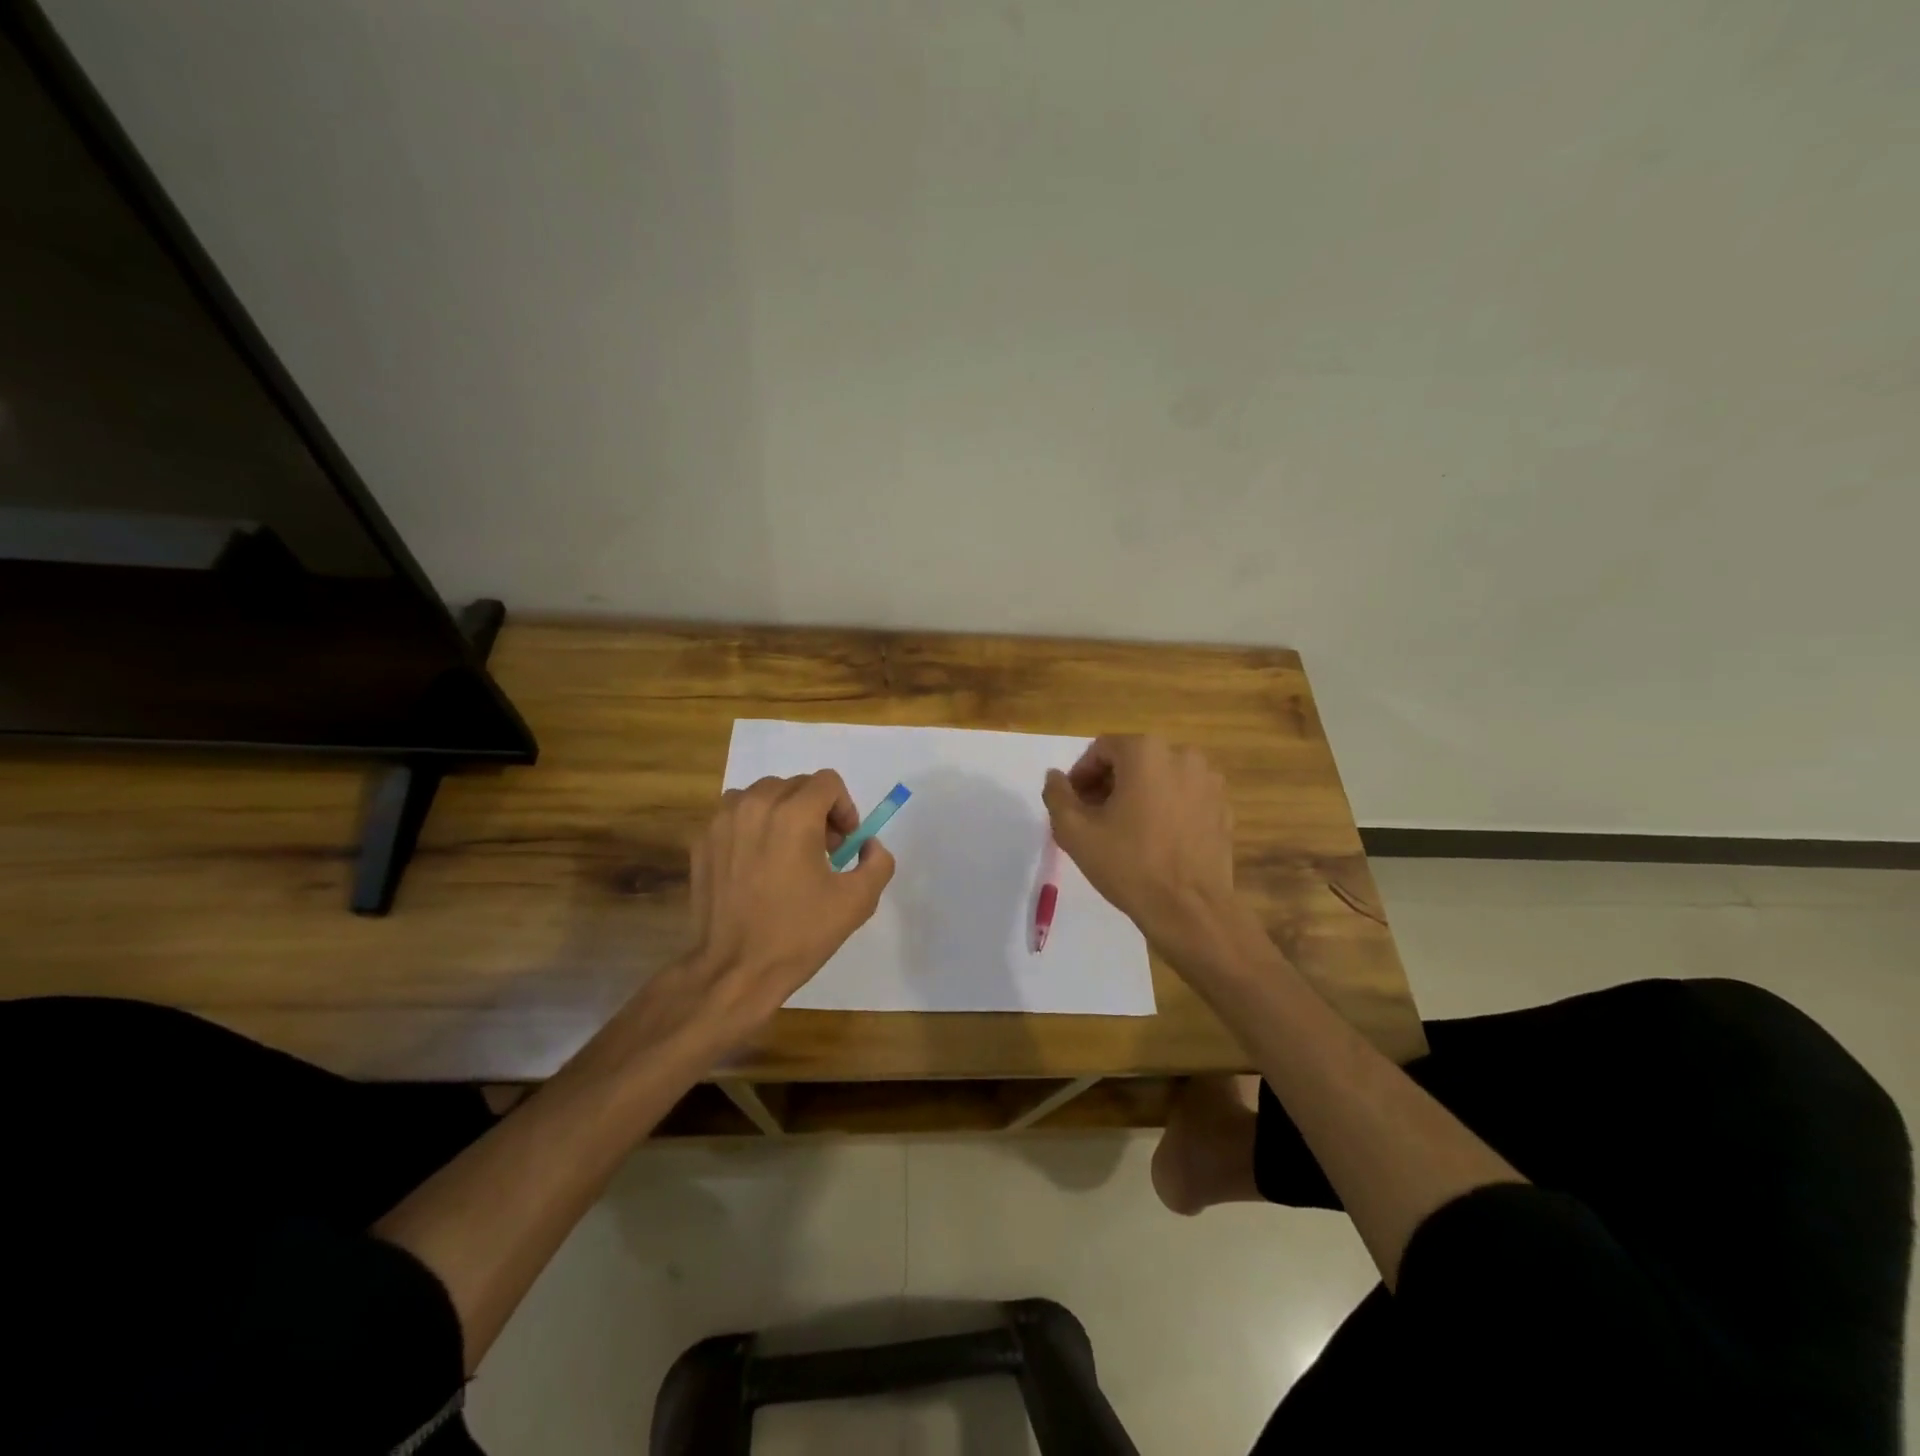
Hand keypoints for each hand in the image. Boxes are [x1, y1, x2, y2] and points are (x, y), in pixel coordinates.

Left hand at [685, 771, 894, 1036]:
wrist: (734, 970)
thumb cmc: (798, 934)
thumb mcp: (857, 901)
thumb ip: (878, 862)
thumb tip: (868, 845)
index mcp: (794, 815)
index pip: (827, 782)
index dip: (844, 808)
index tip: (844, 843)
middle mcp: (755, 805)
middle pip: (796, 785)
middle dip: (816, 810)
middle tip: (822, 852)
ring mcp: (722, 821)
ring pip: (763, 795)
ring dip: (782, 813)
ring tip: (788, 853)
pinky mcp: (702, 840)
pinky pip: (735, 814)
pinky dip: (753, 826)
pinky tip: (757, 864)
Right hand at [1042, 736, 1237, 959]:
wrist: (1190, 909)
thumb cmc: (1129, 864)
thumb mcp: (1075, 831)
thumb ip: (1057, 795)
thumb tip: (1055, 777)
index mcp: (1145, 752)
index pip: (1101, 749)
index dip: (1081, 775)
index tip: (1073, 804)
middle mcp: (1182, 756)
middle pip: (1133, 761)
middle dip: (1109, 784)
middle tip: (1093, 818)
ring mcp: (1209, 782)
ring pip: (1160, 778)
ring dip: (1138, 795)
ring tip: (1124, 830)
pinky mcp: (1223, 809)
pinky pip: (1184, 798)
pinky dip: (1166, 809)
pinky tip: (1155, 840)